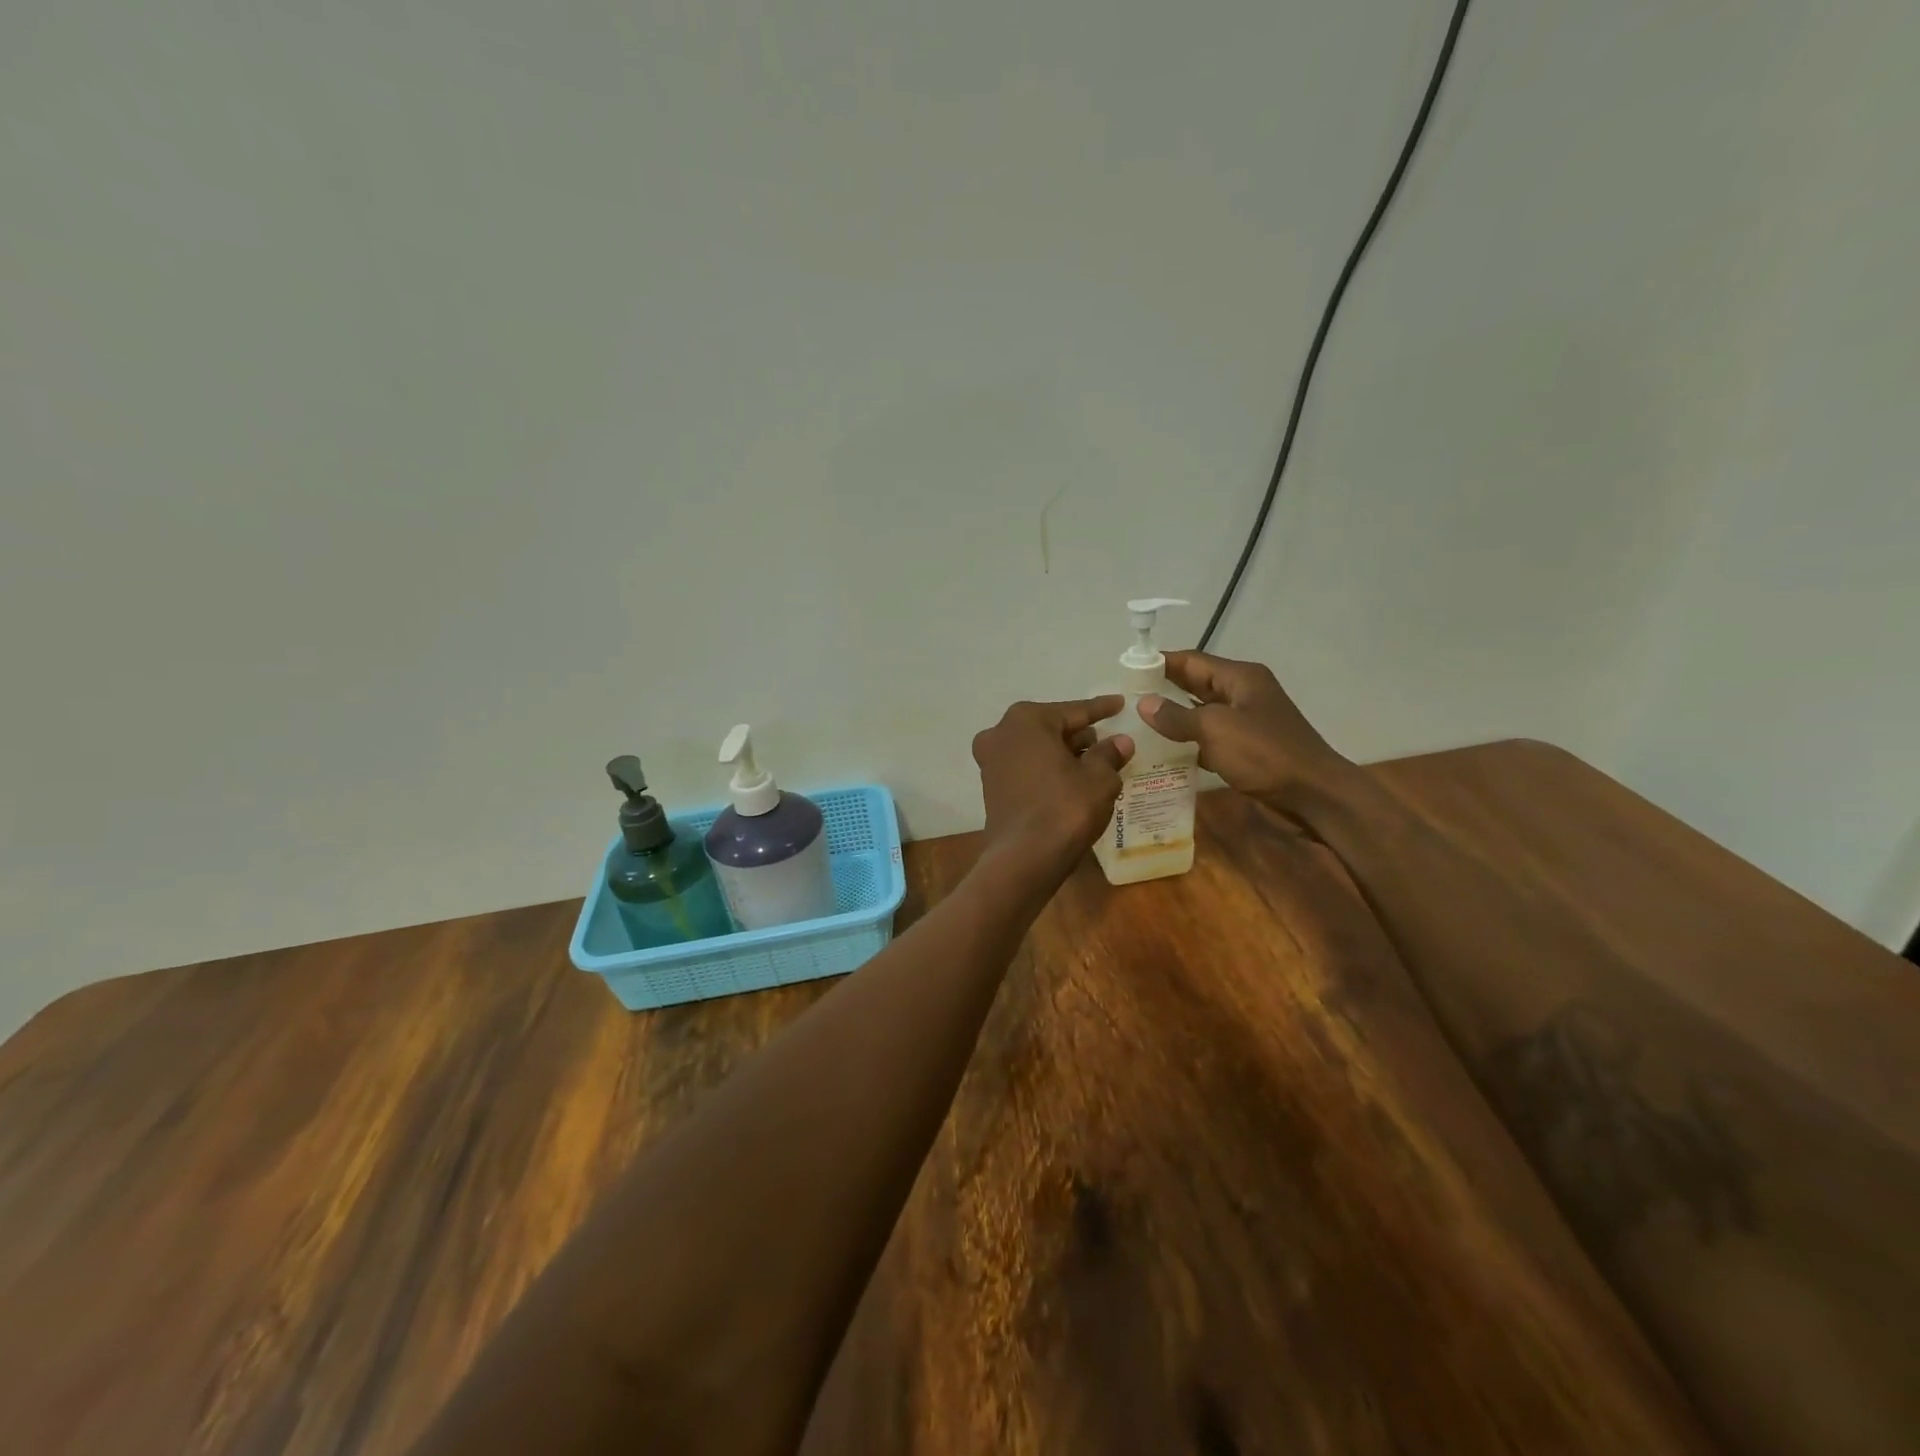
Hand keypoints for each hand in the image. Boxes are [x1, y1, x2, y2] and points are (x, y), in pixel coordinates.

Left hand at [971, 698, 1133, 878]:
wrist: (1024, 858)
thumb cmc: (1064, 808)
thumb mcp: (1099, 779)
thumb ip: (1109, 754)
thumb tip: (1120, 742)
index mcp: (1027, 720)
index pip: (1074, 711)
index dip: (1101, 709)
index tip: (1119, 703)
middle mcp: (1001, 733)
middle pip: (1051, 728)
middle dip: (1079, 735)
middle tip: (1107, 742)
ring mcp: (991, 761)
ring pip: (1037, 750)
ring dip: (1063, 755)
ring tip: (1094, 764)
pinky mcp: (990, 787)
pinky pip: (1026, 769)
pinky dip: (1047, 771)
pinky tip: (1070, 782)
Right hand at [1139, 652, 1357, 818]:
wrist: (1315, 794)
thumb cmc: (1265, 754)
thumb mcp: (1216, 730)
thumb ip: (1177, 716)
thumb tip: (1144, 704)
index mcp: (1240, 678)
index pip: (1191, 660)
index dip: (1159, 663)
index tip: (1126, 669)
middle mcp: (1243, 693)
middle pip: (1195, 684)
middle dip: (1163, 689)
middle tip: (1125, 699)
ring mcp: (1246, 722)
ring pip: (1201, 712)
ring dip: (1173, 718)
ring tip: (1136, 725)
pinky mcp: (1247, 748)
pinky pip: (1210, 738)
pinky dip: (1188, 742)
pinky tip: (1163, 753)